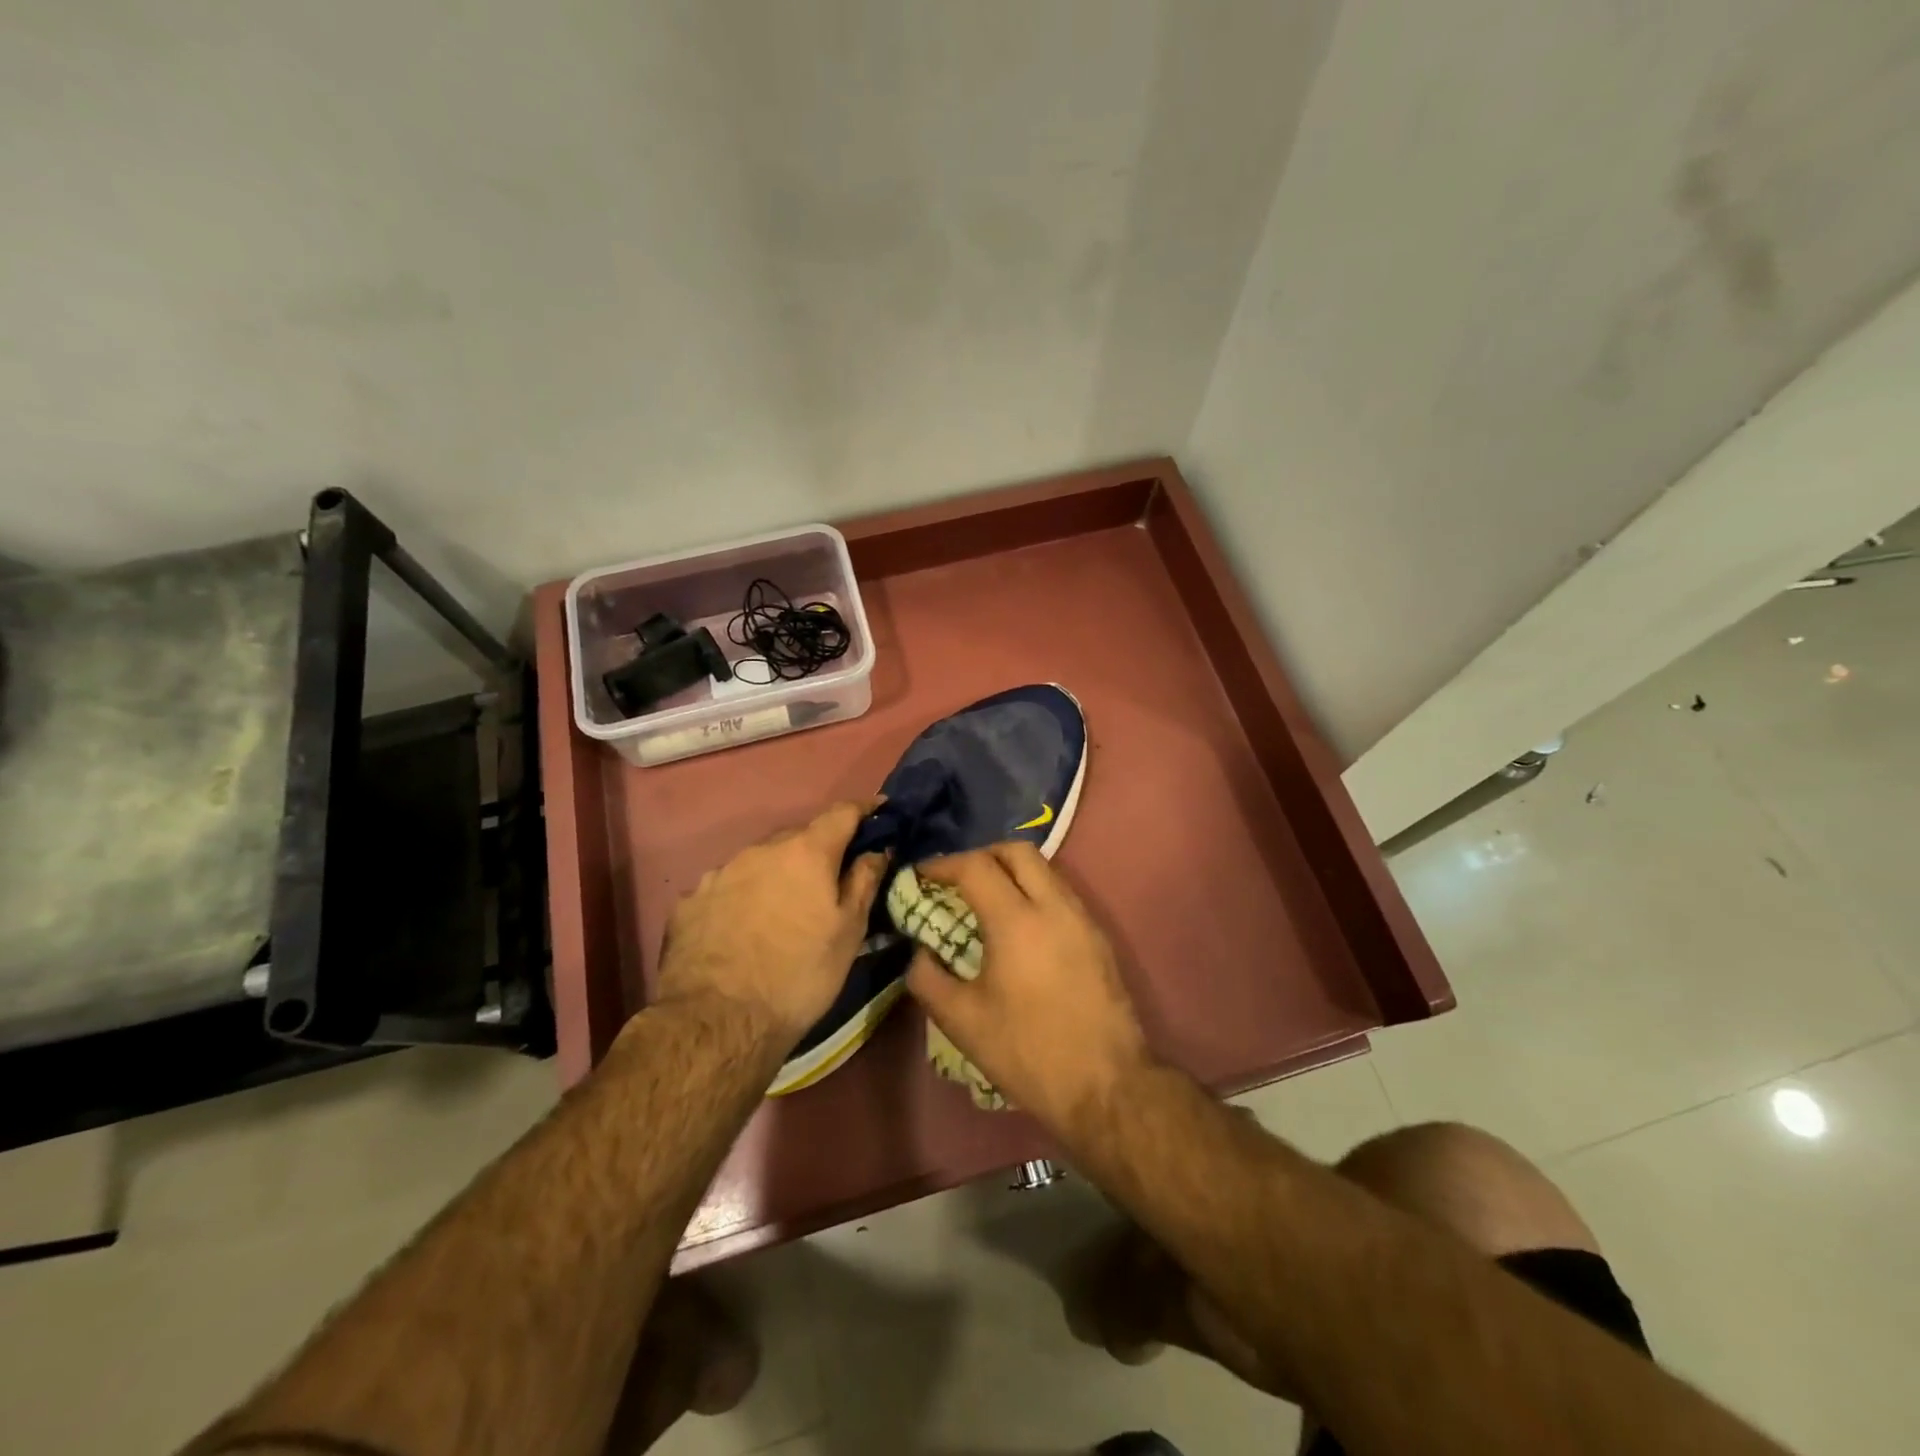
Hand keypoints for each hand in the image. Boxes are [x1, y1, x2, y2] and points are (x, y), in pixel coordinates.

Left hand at [656, 801, 888, 1043]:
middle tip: (829, 880)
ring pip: (759, 861)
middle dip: (817, 851)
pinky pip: (727, 887)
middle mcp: (760, 850)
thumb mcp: (849, 933)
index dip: (864, 810)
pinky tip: (742, 928)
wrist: (717, 1022)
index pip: (842, 813)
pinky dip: (742, 897)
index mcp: (805, 852)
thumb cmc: (800, 975)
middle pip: (798, 837)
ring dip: (777, 874)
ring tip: (782, 910)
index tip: (879, 813)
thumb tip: (877, 849)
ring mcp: (720, 873)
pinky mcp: (690, 901)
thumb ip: (864, 881)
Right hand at [904, 842, 1152, 1130]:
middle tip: (955, 879)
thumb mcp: (962, 1021)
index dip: (942, 864)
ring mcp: (1082, 918)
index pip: (975, 867)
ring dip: (1010, 871)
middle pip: (1016, 851)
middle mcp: (1054, 906)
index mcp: (1017, 921)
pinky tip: (1018, 926)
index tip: (920, 875)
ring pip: (1044, 868)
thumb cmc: (1028, 1052)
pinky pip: (1060, 892)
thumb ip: (927, 977)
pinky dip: (1033, 891)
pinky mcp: (1098, 936)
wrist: (1107, 1086)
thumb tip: (919, 951)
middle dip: (980, 855)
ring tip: (984, 901)